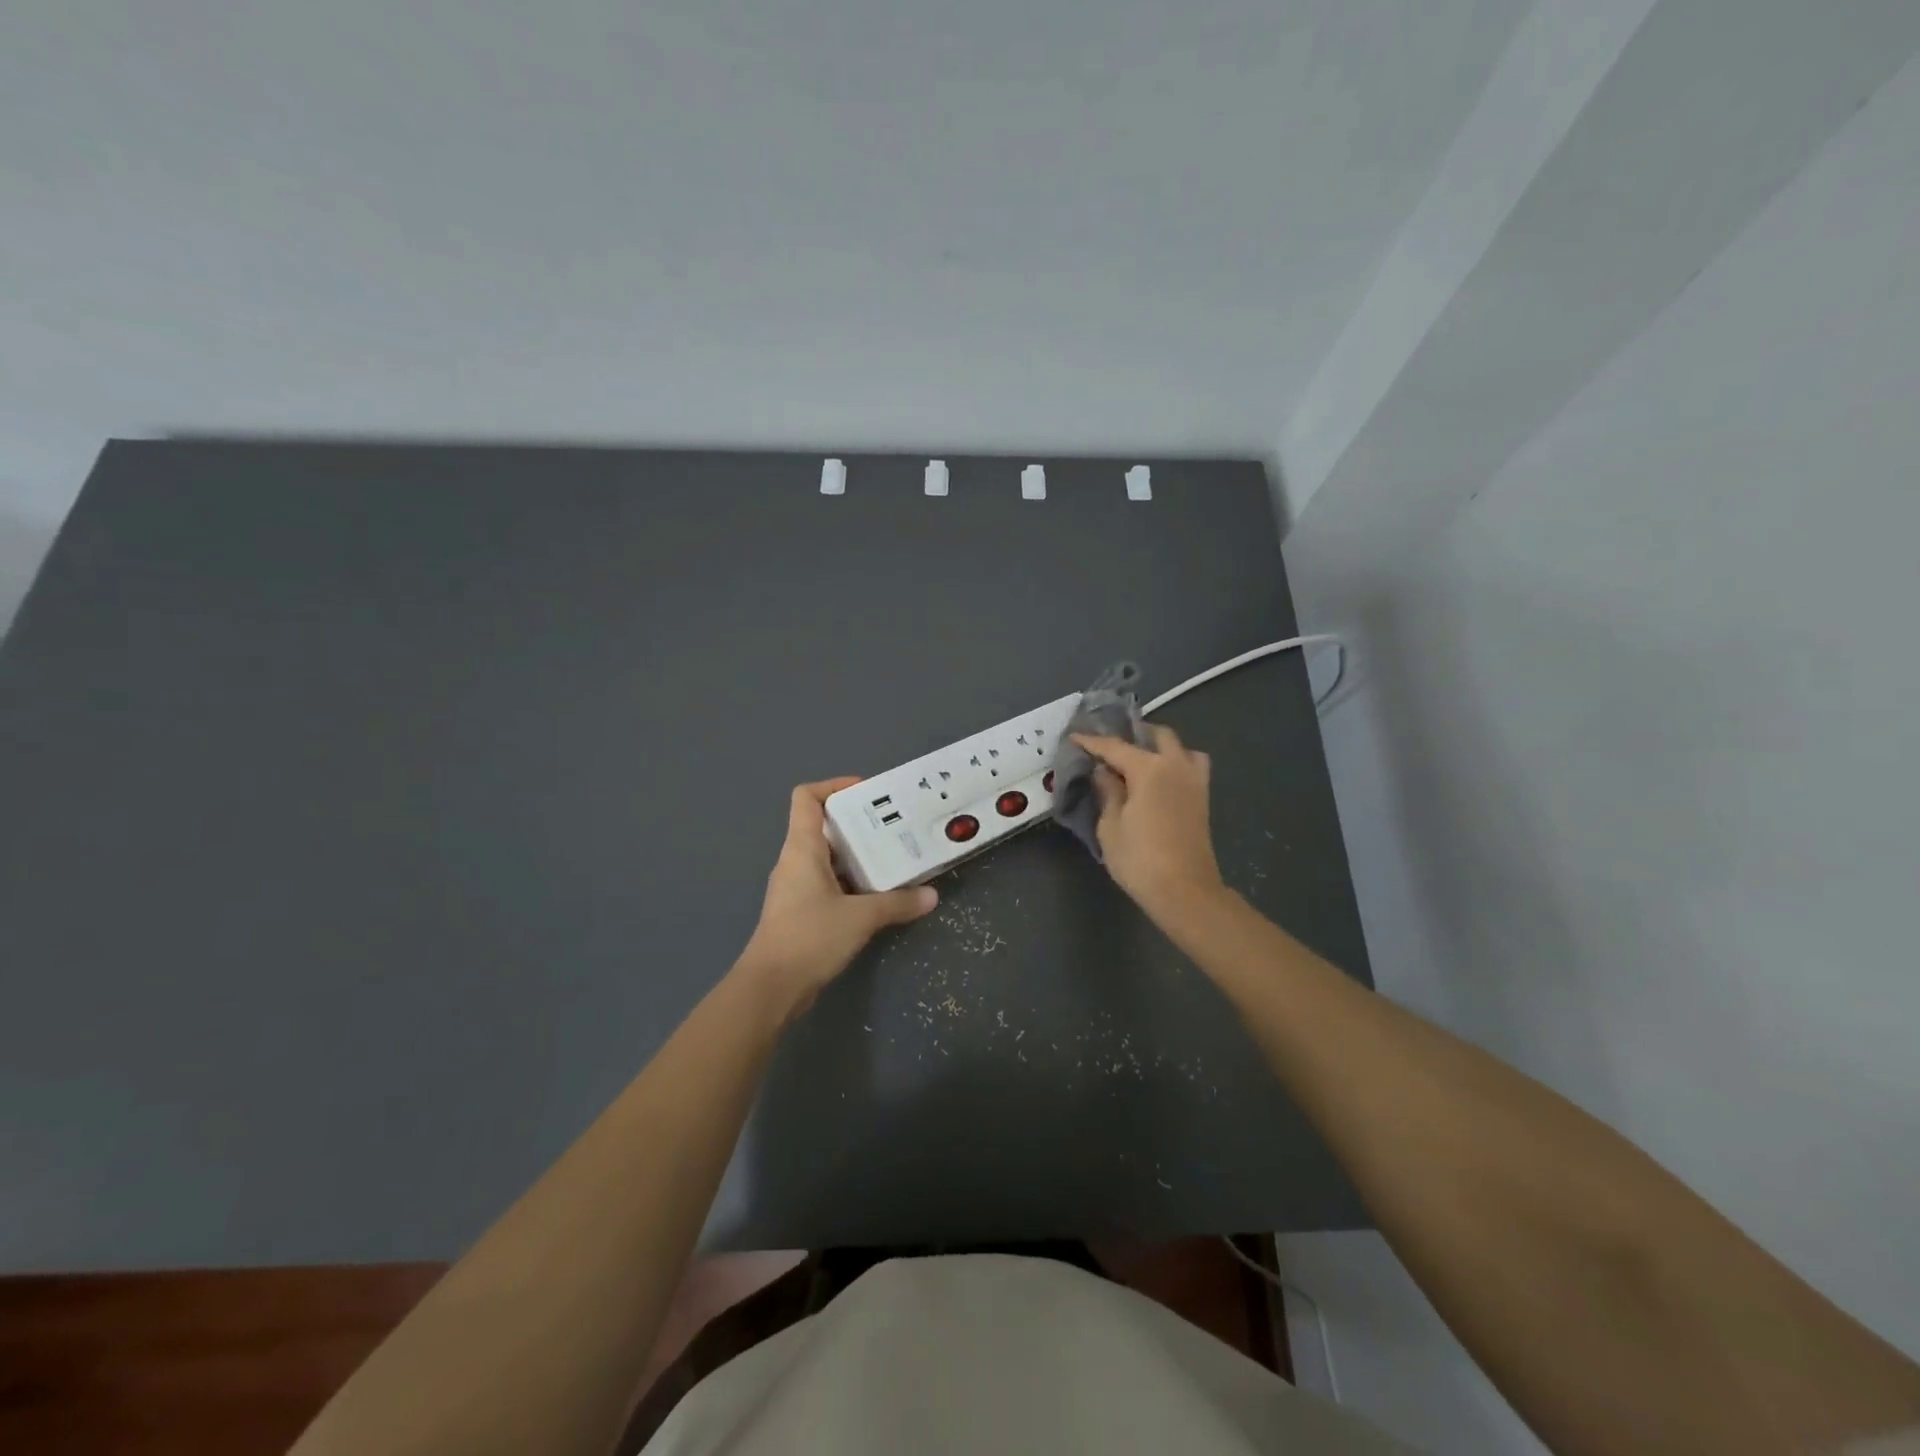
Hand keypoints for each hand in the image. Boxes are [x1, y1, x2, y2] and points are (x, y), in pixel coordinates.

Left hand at [738, 777, 937, 1016]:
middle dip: (859, 823)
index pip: (807, 798)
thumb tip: (932, 895)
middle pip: (823, 826)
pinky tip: (879, 893)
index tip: (868, 792)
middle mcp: (795, 861)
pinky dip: (853, 881)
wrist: (771, 989)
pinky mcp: (801, 912)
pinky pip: (829, 883)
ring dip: (858, 855)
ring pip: (829, 857)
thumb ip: (898, 903)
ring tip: (894, 856)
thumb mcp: (861, 917)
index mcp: (802, 848)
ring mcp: (796, 888)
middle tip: (895, 826)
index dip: (835, 786)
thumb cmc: (810, 937)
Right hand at [1071, 727, 1224, 915]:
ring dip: (1160, 746)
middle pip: (1157, 736)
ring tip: (1140, 758)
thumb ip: (1108, 792)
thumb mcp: (1110, 826)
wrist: (1185, 891)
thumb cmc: (1139, 859)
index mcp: (1149, 769)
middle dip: (1134, 734)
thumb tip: (1104, 772)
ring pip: (1180, 748)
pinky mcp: (1202, 798)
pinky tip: (1160, 778)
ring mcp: (1194, 781)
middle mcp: (1175, 766)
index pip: (1115, 747)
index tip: (1074, 736)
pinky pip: (1191, 766)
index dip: (1092, 742)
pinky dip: (1176, 762)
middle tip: (1111, 745)